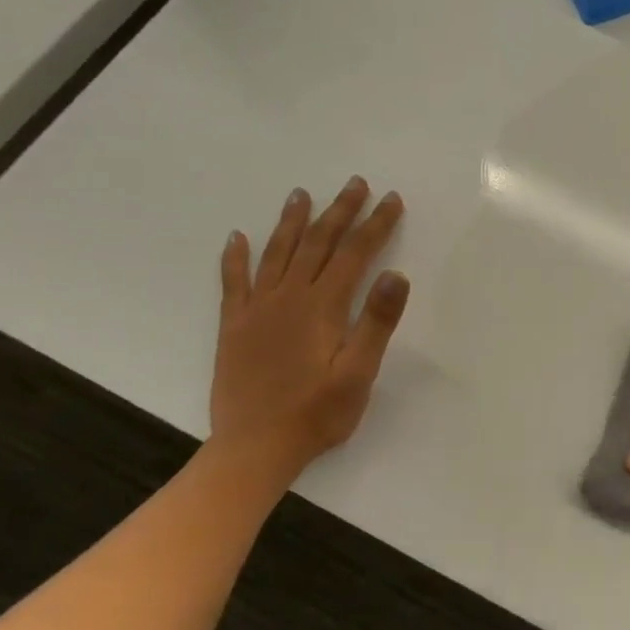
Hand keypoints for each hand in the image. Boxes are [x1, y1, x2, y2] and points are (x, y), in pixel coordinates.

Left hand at [212, 177, 408, 480]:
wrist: (254, 446)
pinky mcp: (235, 325)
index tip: (391, 200)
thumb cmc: (316, 413)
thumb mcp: (359, 373)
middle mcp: (288, 297)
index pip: (355, 254)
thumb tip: (395, 275)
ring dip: (292, 222)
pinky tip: (237, 238)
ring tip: (302, 194)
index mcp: (323, 307)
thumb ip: (376, 323)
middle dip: (340, 211)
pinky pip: (234, 281)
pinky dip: (236, 257)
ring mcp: (257, 309)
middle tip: (355, 183)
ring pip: (277, 253)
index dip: (375, 225)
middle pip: (318, 243)